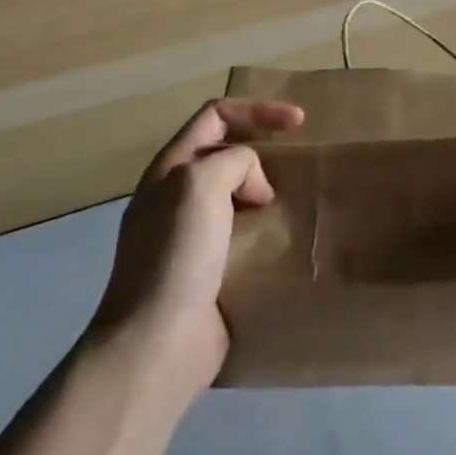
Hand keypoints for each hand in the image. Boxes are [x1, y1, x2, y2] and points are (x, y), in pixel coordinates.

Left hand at [94, 97, 303, 394]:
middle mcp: (177, 195)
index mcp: (170, 168)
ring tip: (298, 197)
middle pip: (226, 151)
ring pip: (237, 193)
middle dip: (263, 147)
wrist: (158, 344)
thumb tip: (254, 186)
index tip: (298, 122)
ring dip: (268, 189)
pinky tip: (286, 238)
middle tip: (298, 160)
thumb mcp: (200, 184)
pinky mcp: (209, 269)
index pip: (216, 115)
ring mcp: (192, 234)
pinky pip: (244, 233)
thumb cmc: (176, 255)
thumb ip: (233, 162)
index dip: (257, 110)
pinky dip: (267, 227)